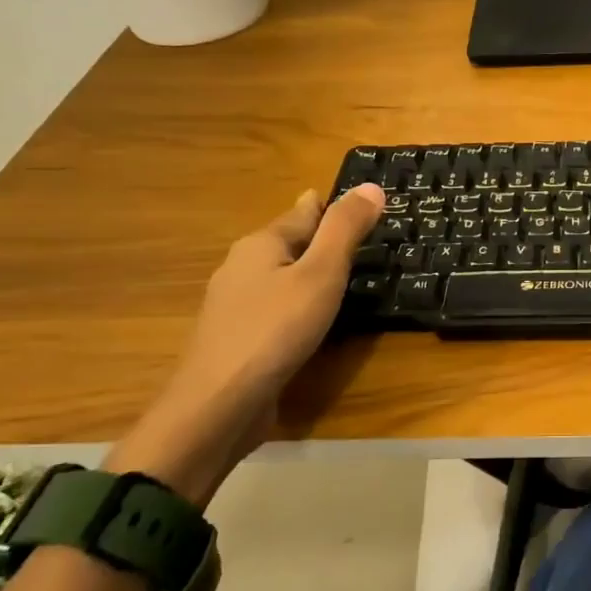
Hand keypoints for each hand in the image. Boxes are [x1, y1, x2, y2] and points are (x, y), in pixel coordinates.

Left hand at [175, 183, 385, 403]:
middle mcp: (242, 267)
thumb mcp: (321, 274)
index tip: (362, 204)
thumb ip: (345, 230)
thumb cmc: (275, 330)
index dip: (333, 206)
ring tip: (346, 274)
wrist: (219, 405)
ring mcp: (236, 306)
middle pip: (289, 242)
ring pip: (281, 276)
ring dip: (309, 272)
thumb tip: (371, 185)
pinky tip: (315, 317)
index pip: (304, 212)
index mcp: (261, 244)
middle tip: (363, 238)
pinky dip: (299, 303)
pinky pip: (277, 307)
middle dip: (321, 238)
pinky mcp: (239, 339)